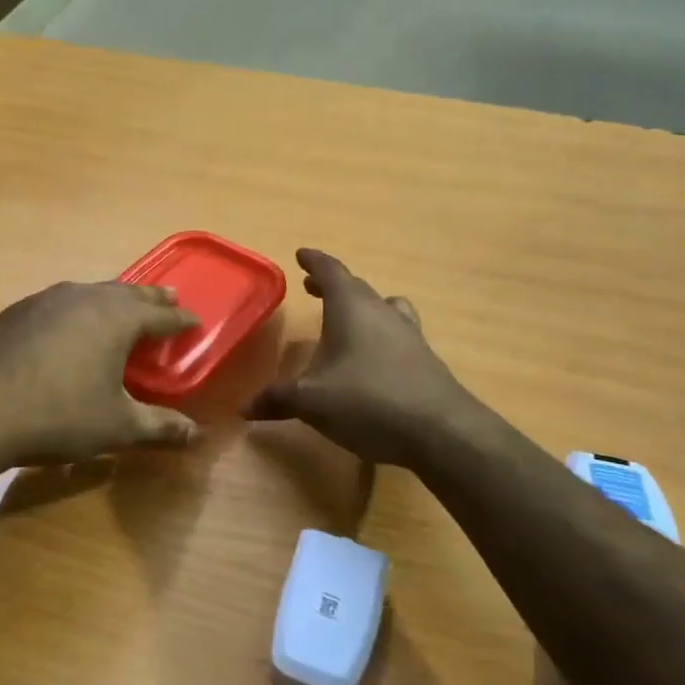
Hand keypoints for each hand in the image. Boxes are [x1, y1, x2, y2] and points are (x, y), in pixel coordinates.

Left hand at [0, 281, 201, 467]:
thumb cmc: (57, 416)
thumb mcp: (116, 427)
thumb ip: (159, 427)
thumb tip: (195, 435)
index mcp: (115, 318)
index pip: (161, 316)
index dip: (182, 320)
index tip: (196, 322)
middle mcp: (83, 298)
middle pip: (127, 292)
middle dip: (151, 298)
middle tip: (170, 298)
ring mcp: (44, 301)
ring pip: (90, 292)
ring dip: (113, 298)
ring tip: (122, 306)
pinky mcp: (14, 313)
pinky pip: (59, 303)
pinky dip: (78, 309)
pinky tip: (68, 326)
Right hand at [245, 249, 475, 467]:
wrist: (440, 431)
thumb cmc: (368, 401)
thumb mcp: (312, 401)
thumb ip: (278, 399)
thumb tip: (244, 407)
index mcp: (351, 308)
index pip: (331, 271)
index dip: (314, 262)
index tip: (302, 254)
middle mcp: (381, 312)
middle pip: (356, 288)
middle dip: (332, 285)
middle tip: (312, 288)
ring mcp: (408, 334)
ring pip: (383, 307)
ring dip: (361, 307)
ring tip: (347, 318)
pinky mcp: (424, 359)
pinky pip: (397, 333)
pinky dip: (380, 334)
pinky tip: (373, 358)